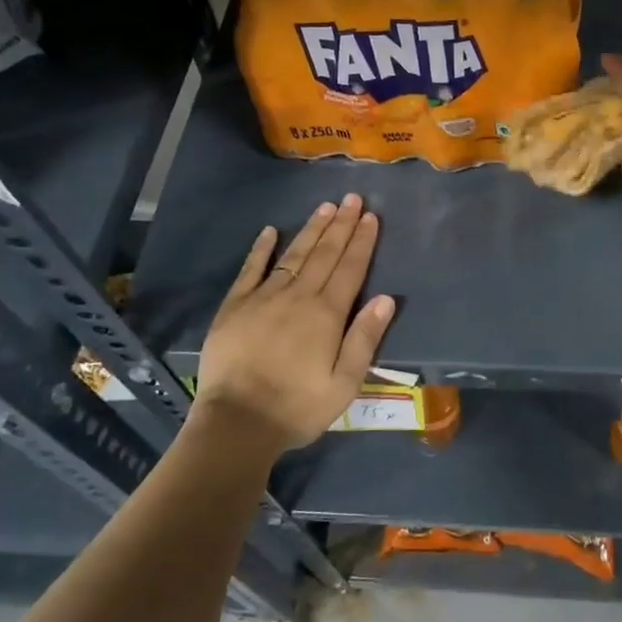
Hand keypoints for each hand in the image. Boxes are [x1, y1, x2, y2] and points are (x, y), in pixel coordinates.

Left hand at [191, 194, 394, 453]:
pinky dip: (261, 249)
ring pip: (293, 255)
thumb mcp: (344, 384)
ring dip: (311, 230)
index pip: (350, 269)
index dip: (362, 242)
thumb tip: (386, 298)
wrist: (237, 423)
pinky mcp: (234, 307)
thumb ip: (365, 338)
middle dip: (341, 225)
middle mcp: (298, 297)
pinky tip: (270, 231)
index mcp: (327, 315)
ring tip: (325, 207)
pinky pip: (251, 270)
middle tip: (352, 198)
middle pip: (324, 254)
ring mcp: (263, 298)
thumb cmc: (297, 408)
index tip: (371, 217)